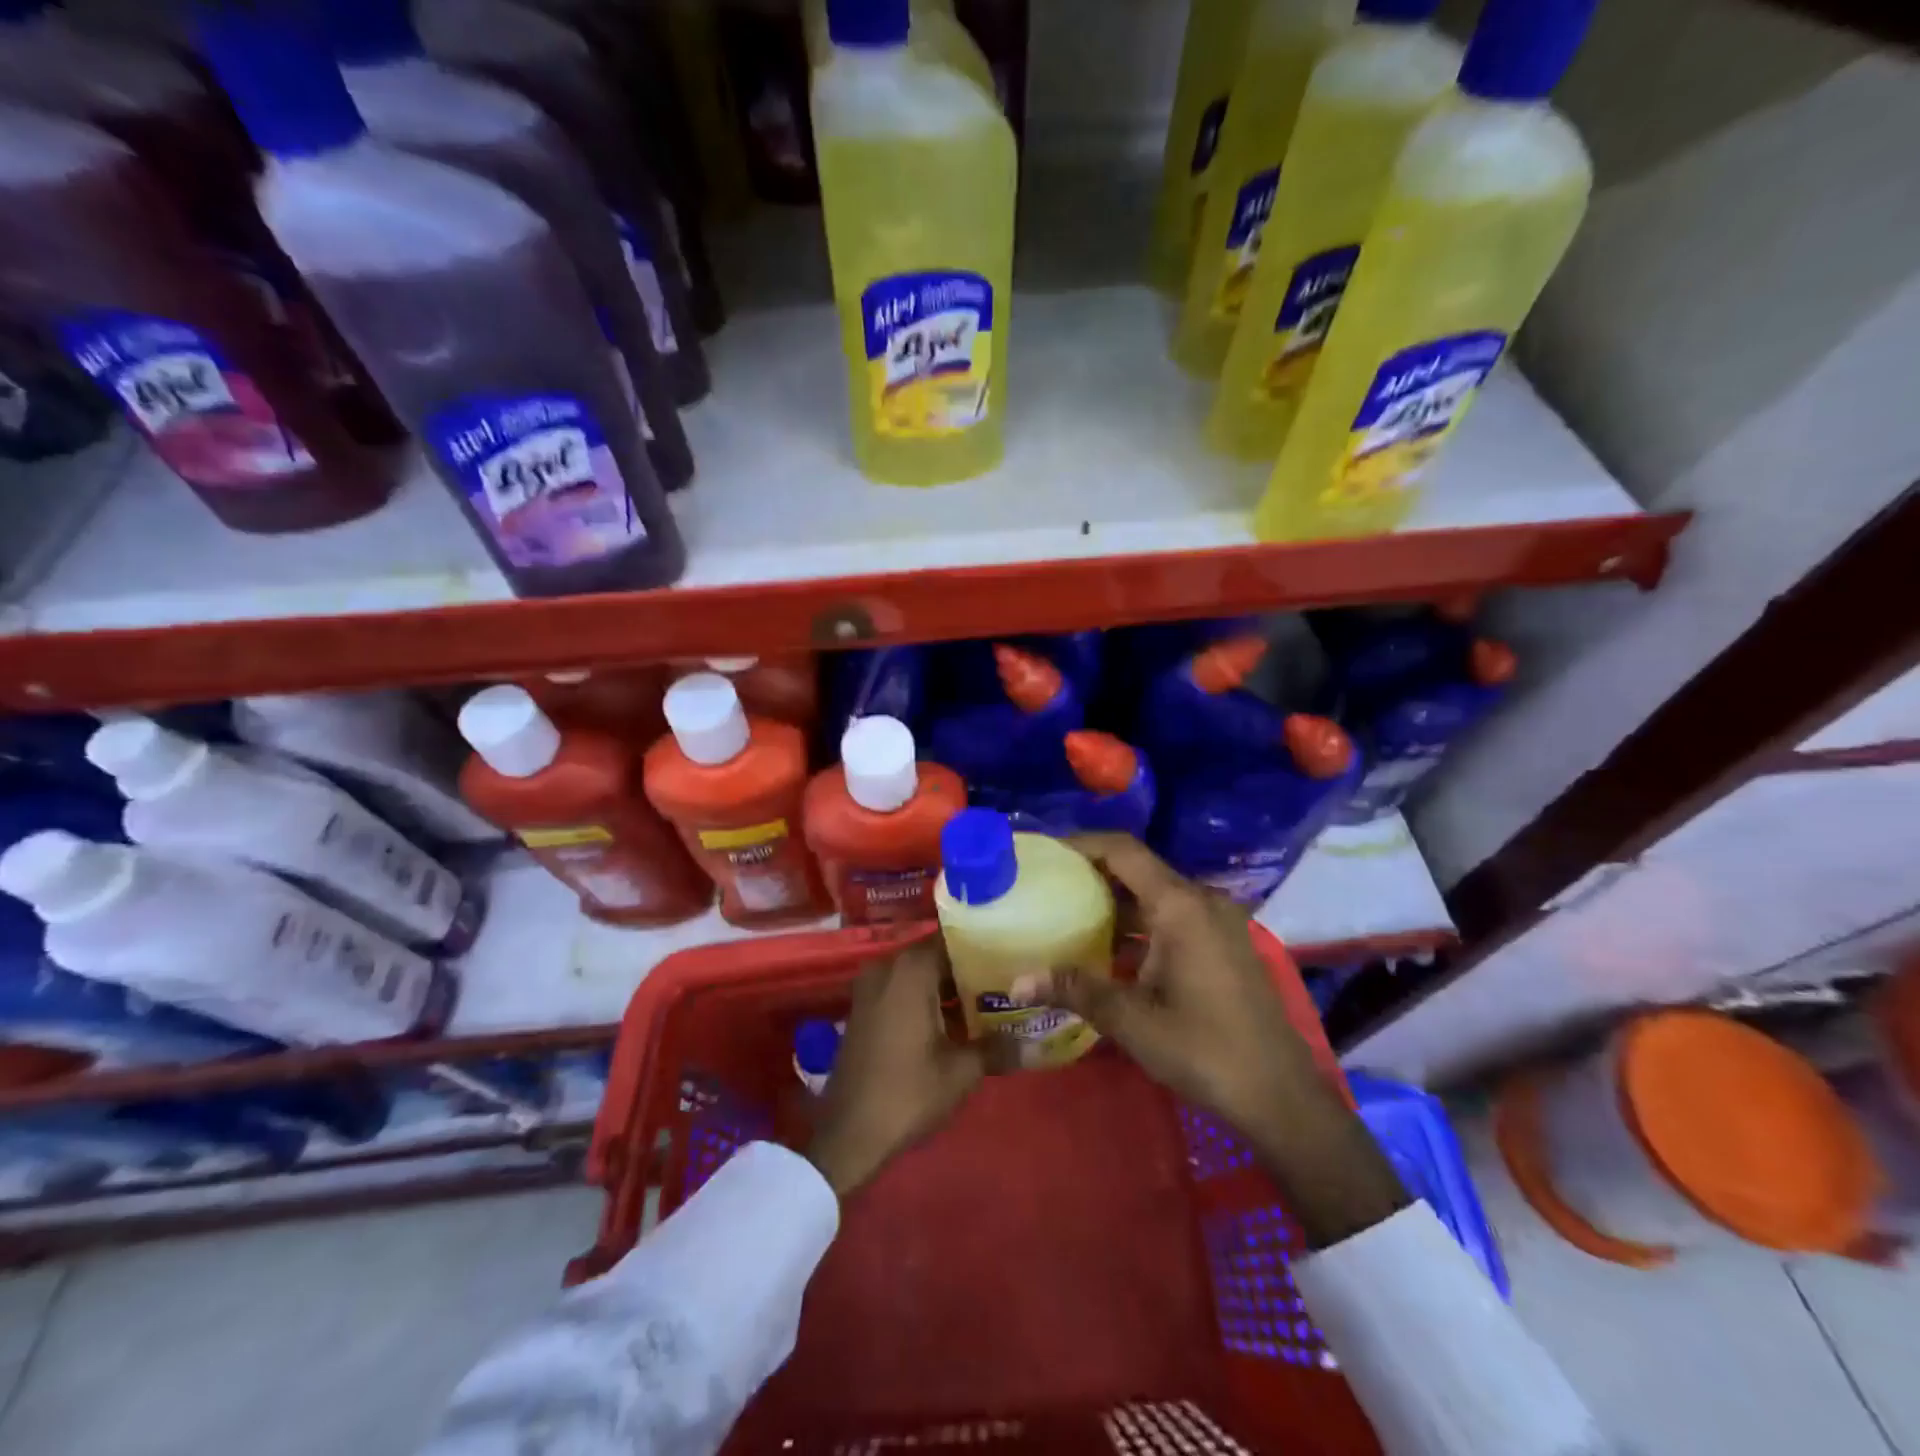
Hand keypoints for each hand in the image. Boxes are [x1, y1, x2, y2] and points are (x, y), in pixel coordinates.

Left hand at [807, 939, 990, 1198]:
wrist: (848, 1135)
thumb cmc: (907, 1093)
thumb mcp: (961, 1071)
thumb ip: (998, 1047)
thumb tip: (1035, 1042)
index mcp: (910, 969)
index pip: (954, 939)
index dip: (985, 946)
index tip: (1014, 954)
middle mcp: (887, 967)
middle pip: (937, 955)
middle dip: (971, 969)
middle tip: (1010, 981)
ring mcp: (871, 988)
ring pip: (920, 975)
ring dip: (950, 988)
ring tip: (992, 1002)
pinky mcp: (865, 1010)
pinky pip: (903, 991)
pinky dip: (928, 1000)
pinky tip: (958, 1022)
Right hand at [1038, 834, 1407, 1246]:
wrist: (1280, 1096)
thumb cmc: (1204, 1049)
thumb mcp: (1132, 1020)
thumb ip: (1075, 989)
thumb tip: (1018, 980)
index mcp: (1180, 905)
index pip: (1123, 851)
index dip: (1082, 844)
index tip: (1045, 852)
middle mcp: (1202, 901)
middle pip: (1139, 869)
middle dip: (1093, 874)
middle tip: (1048, 887)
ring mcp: (1219, 922)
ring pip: (1156, 896)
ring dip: (1116, 903)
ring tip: (1070, 916)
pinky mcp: (1225, 944)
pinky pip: (1174, 917)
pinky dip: (1140, 925)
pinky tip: (1111, 952)